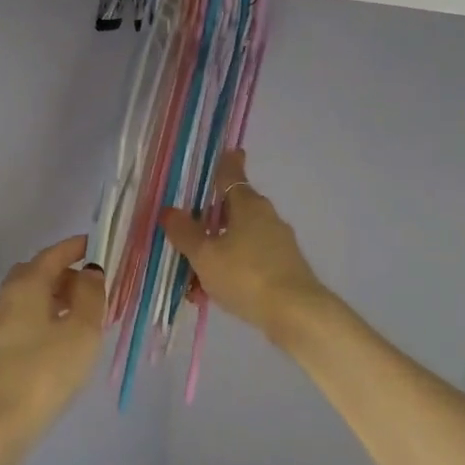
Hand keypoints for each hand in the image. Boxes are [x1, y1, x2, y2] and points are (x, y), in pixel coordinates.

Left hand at [0, 235, 106, 437]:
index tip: (99, 245)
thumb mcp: (82, 331)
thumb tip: (90, 272)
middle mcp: (6, 298)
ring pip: (30, 299)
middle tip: (94, 285)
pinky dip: (46, 318)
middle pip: (37, 274)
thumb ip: (91, 295)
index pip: (52, 254)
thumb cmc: (44, 371)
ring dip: (56, 298)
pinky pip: (25, 320)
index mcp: (26, 285)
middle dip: (65, 273)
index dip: (76, 247)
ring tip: (85, 315)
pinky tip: (64, 340)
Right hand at [160, 151, 330, 338]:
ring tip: (192, 283)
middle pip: (232, 211)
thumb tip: (169, 210)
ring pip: (238, 241)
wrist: (295, 313)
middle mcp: (266, 217)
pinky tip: (211, 296)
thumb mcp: (205, 255)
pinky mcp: (284, 268)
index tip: (230, 151)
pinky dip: (230, 272)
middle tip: (185, 237)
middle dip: (208, 224)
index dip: (227, 163)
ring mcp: (278, 243)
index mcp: (247, 205)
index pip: (232, 175)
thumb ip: (185, 232)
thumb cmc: (246, 275)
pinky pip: (249, 263)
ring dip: (215, 255)